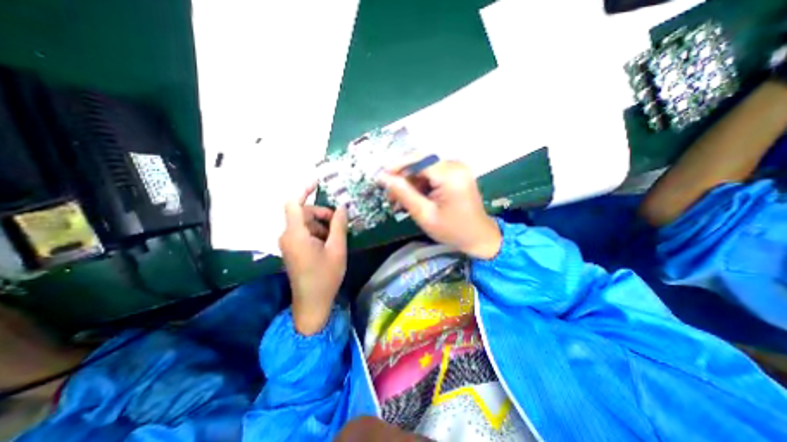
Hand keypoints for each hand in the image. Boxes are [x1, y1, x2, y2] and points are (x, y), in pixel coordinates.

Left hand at [280, 183, 346, 334]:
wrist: (312, 302)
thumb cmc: (325, 276)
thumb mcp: (337, 249)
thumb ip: (338, 225)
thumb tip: (342, 206)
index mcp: (295, 234)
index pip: (294, 203)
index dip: (304, 189)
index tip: (318, 181)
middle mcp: (287, 235)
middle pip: (303, 213)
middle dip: (322, 213)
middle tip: (340, 221)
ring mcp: (288, 243)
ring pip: (305, 223)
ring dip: (322, 224)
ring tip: (337, 236)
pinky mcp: (292, 249)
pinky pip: (304, 233)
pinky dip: (317, 232)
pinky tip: (330, 242)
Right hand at [379, 161, 500, 260]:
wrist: (479, 237)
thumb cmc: (452, 230)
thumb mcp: (424, 214)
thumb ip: (404, 193)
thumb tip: (383, 177)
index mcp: (450, 175)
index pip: (418, 160)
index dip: (397, 166)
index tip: (381, 177)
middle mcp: (455, 165)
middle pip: (421, 161)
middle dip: (403, 176)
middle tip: (389, 194)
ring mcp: (457, 168)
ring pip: (424, 168)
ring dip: (410, 182)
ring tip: (399, 200)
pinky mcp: (456, 173)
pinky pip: (432, 173)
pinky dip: (420, 184)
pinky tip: (412, 198)